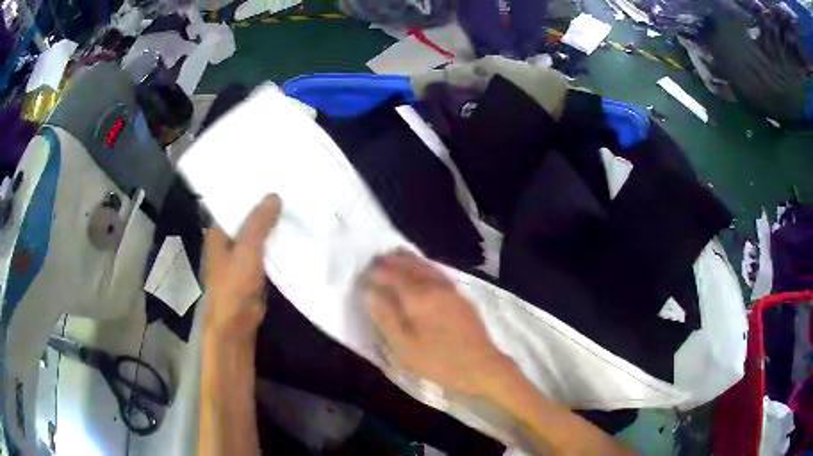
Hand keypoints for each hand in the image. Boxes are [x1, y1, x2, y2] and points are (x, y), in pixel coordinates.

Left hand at [204, 194, 281, 343]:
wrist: (236, 324)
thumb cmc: (233, 285)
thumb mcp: (247, 249)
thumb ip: (259, 223)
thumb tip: (275, 195)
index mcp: (218, 232)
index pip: (233, 204)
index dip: (250, 192)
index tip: (271, 178)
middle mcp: (227, 242)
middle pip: (247, 219)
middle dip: (265, 209)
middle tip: (290, 191)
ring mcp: (240, 258)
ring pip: (258, 236)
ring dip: (272, 227)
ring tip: (295, 208)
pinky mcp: (253, 272)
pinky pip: (266, 252)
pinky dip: (276, 245)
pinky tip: (293, 236)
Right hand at [364, 251, 511, 396]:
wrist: (481, 365)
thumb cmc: (438, 360)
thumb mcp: (404, 345)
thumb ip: (386, 316)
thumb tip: (371, 292)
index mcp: (418, 297)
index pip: (393, 276)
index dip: (378, 272)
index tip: (365, 272)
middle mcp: (435, 286)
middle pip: (411, 265)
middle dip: (393, 261)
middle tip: (378, 259)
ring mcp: (451, 289)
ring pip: (427, 266)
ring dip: (409, 260)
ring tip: (396, 257)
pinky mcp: (461, 296)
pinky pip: (438, 272)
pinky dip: (424, 266)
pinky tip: (422, 272)